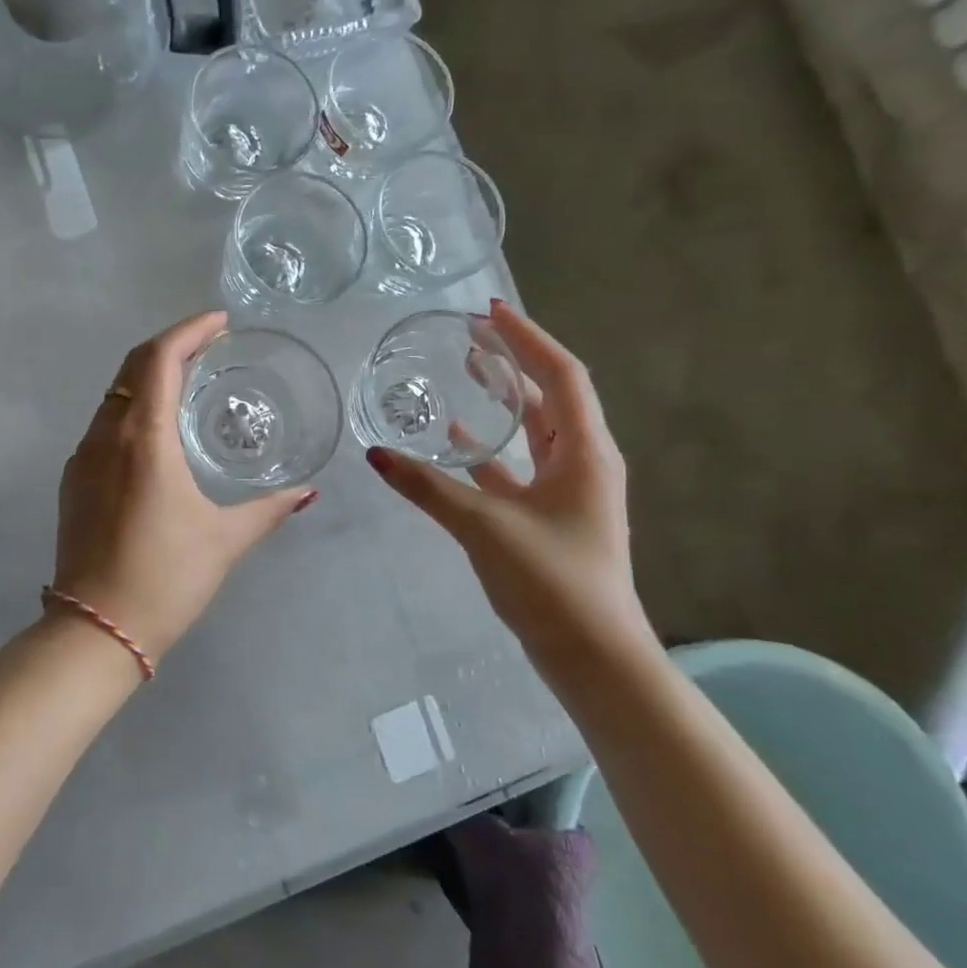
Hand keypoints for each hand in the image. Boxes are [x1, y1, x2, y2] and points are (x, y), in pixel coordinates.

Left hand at [53, 311, 314, 664]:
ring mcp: (82, 457)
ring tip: (188, 380)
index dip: (189, 330)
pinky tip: (156, 430)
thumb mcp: (224, 540)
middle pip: (132, 367)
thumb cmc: (165, 579)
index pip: (160, 358)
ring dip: (148, 376)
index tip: (220, 322)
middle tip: (209, 344)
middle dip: (170, 345)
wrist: (94, 629)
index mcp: (143, 439)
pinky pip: (104, 424)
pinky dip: (132, 408)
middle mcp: (105, 436)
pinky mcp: (72, 480)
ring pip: (114, 394)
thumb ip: (268, 509)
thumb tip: (307, 493)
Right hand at [365, 301, 648, 657]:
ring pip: (532, 430)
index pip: (561, 374)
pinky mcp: (547, 516)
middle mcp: (581, 462)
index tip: (489, 312)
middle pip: (550, 395)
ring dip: (503, 400)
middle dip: (514, 360)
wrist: (591, 655)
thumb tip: (375, 454)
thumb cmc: (551, 580)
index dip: (526, 339)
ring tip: (466, 370)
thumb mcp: (484, 526)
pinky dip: (488, 448)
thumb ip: (428, 487)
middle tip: (472, 333)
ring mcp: (566, 491)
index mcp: (583, 452)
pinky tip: (455, 440)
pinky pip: (515, 466)